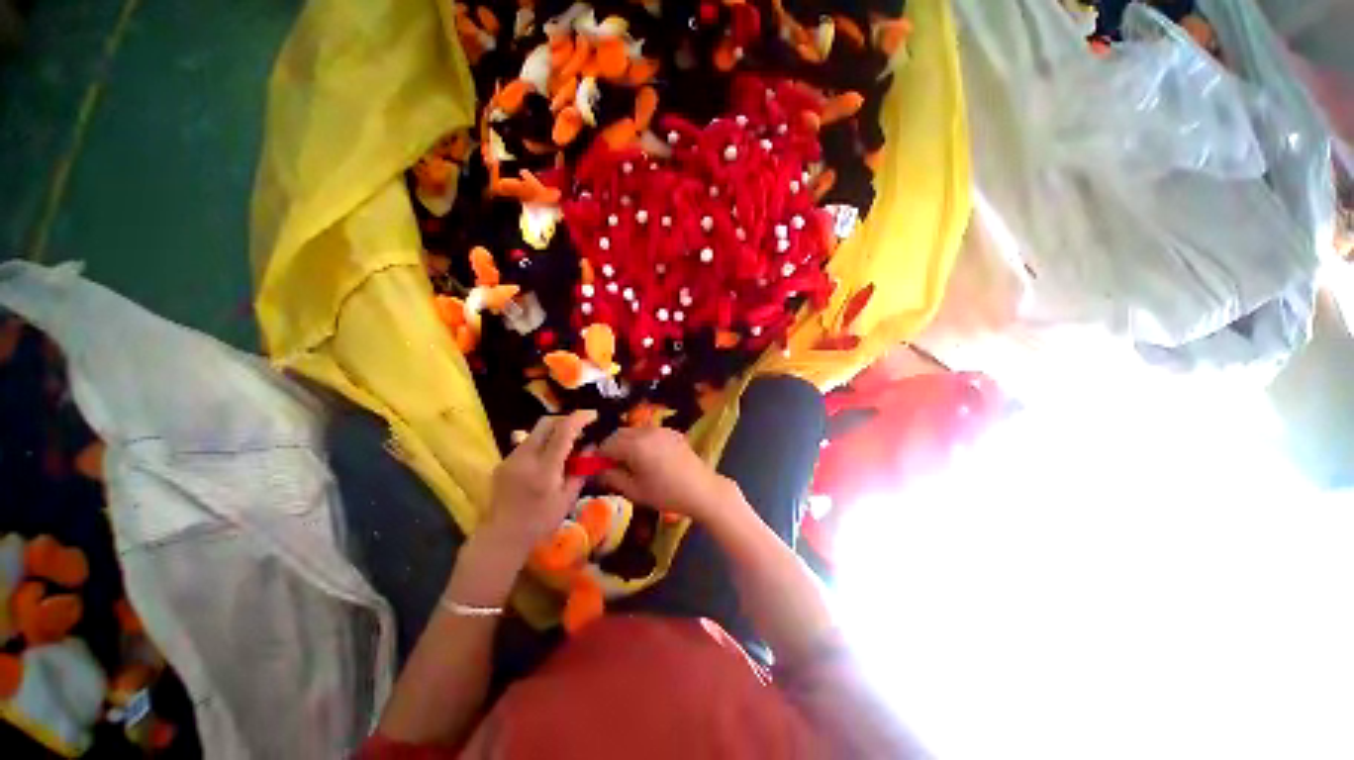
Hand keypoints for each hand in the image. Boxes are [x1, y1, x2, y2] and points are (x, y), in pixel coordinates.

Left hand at [483, 411, 595, 551]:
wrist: (502, 536)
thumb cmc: (541, 521)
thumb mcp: (568, 499)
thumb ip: (581, 470)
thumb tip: (592, 446)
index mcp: (545, 469)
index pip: (563, 432)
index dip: (579, 419)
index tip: (593, 415)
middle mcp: (525, 458)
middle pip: (546, 423)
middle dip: (566, 420)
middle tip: (580, 429)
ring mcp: (511, 458)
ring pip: (535, 431)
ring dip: (553, 431)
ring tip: (566, 444)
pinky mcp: (503, 462)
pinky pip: (526, 443)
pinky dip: (541, 443)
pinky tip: (548, 458)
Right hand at [598, 427, 734, 522]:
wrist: (701, 489)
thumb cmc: (666, 493)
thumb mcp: (634, 490)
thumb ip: (612, 477)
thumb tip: (597, 471)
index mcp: (634, 445)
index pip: (607, 444)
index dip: (599, 456)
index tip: (597, 468)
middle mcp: (646, 431)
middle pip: (619, 434)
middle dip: (612, 447)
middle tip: (612, 466)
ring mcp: (660, 429)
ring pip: (634, 431)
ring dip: (626, 443)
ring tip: (631, 463)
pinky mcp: (671, 432)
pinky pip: (649, 432)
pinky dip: (642, 441)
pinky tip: (649, 458)